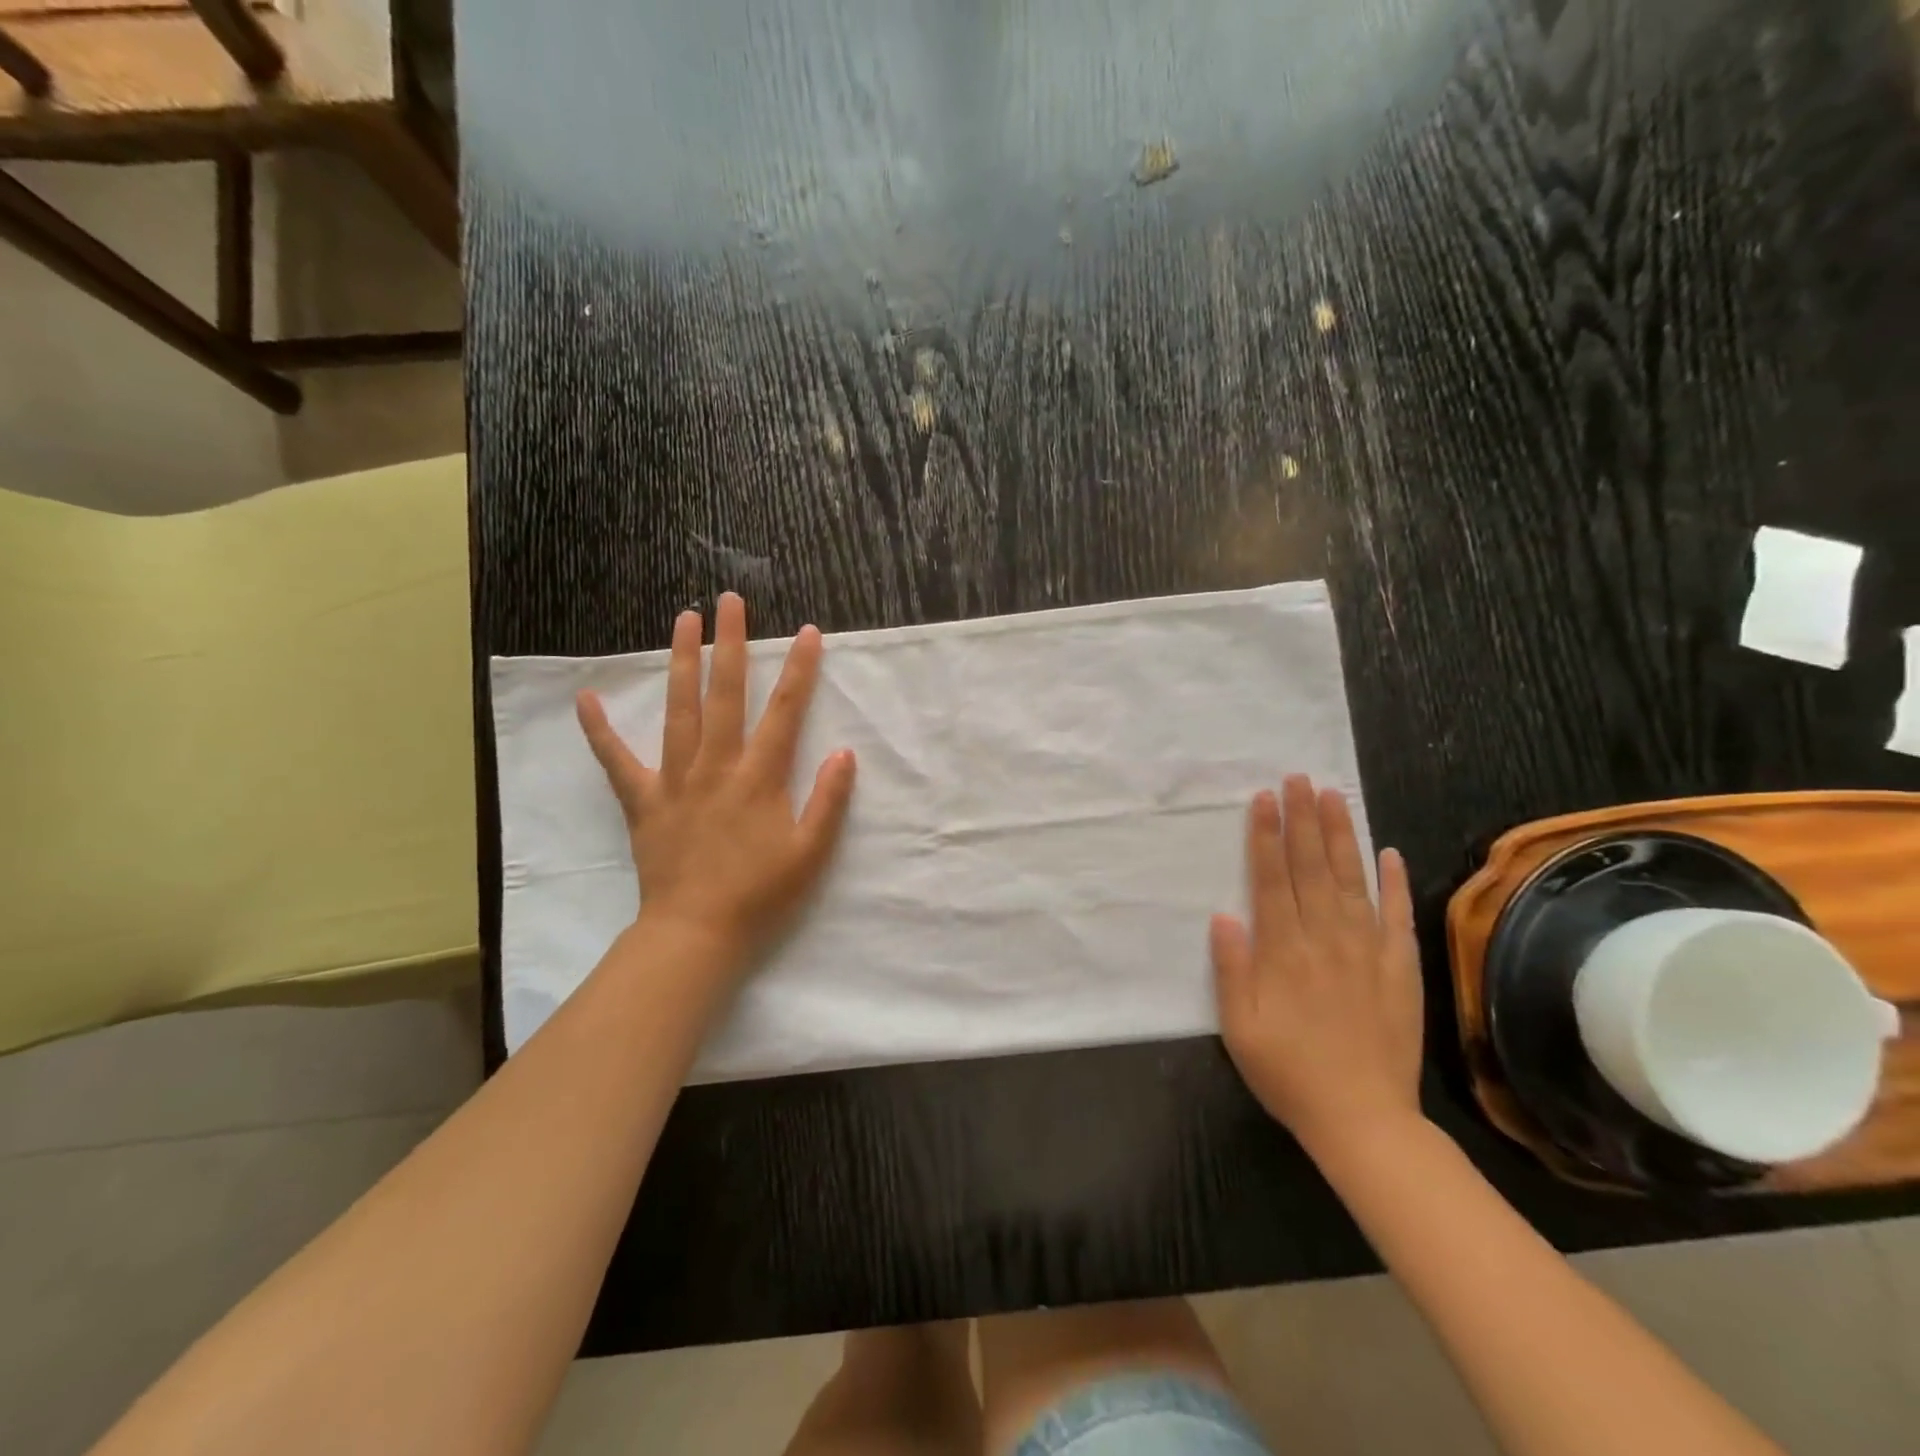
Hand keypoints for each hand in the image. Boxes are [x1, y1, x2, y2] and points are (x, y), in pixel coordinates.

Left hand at [575, 592, 855, 975]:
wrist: (696, 933)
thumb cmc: (760, 894)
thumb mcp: (810, 853)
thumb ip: (829, 800)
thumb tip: (842, 753)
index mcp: (759, 777)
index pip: (785, 711)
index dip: (799, 669)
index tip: (806, 632)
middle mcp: (716, 765)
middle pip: (725, 694)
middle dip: (730, 643)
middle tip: (728, 600)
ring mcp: (675, 779)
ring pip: (678, 710)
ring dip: (681, 661)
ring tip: (682, 620)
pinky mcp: (644, 800)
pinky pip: (617, 761)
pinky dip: (599, 731)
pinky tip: (586, 698)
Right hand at [1210, 775, 1423, 1158]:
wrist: (1364, 1120)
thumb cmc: (1289, 1072)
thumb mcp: (1239, 1028)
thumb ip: (1231, 969)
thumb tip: (1224, 915)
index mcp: (1283, 952)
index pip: (1271, 879)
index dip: (1265, 837)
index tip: (1264, 799)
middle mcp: (1325, 940)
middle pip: (1311, 868)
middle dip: (1303, 820)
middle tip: (1299, 779)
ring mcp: (1367, 952)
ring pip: (1351, 881)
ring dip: (1341, 836)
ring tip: (1334, 797)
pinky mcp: (1400, 970)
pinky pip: (1396, 917)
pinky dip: (1393, 883)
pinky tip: (1389, 852)